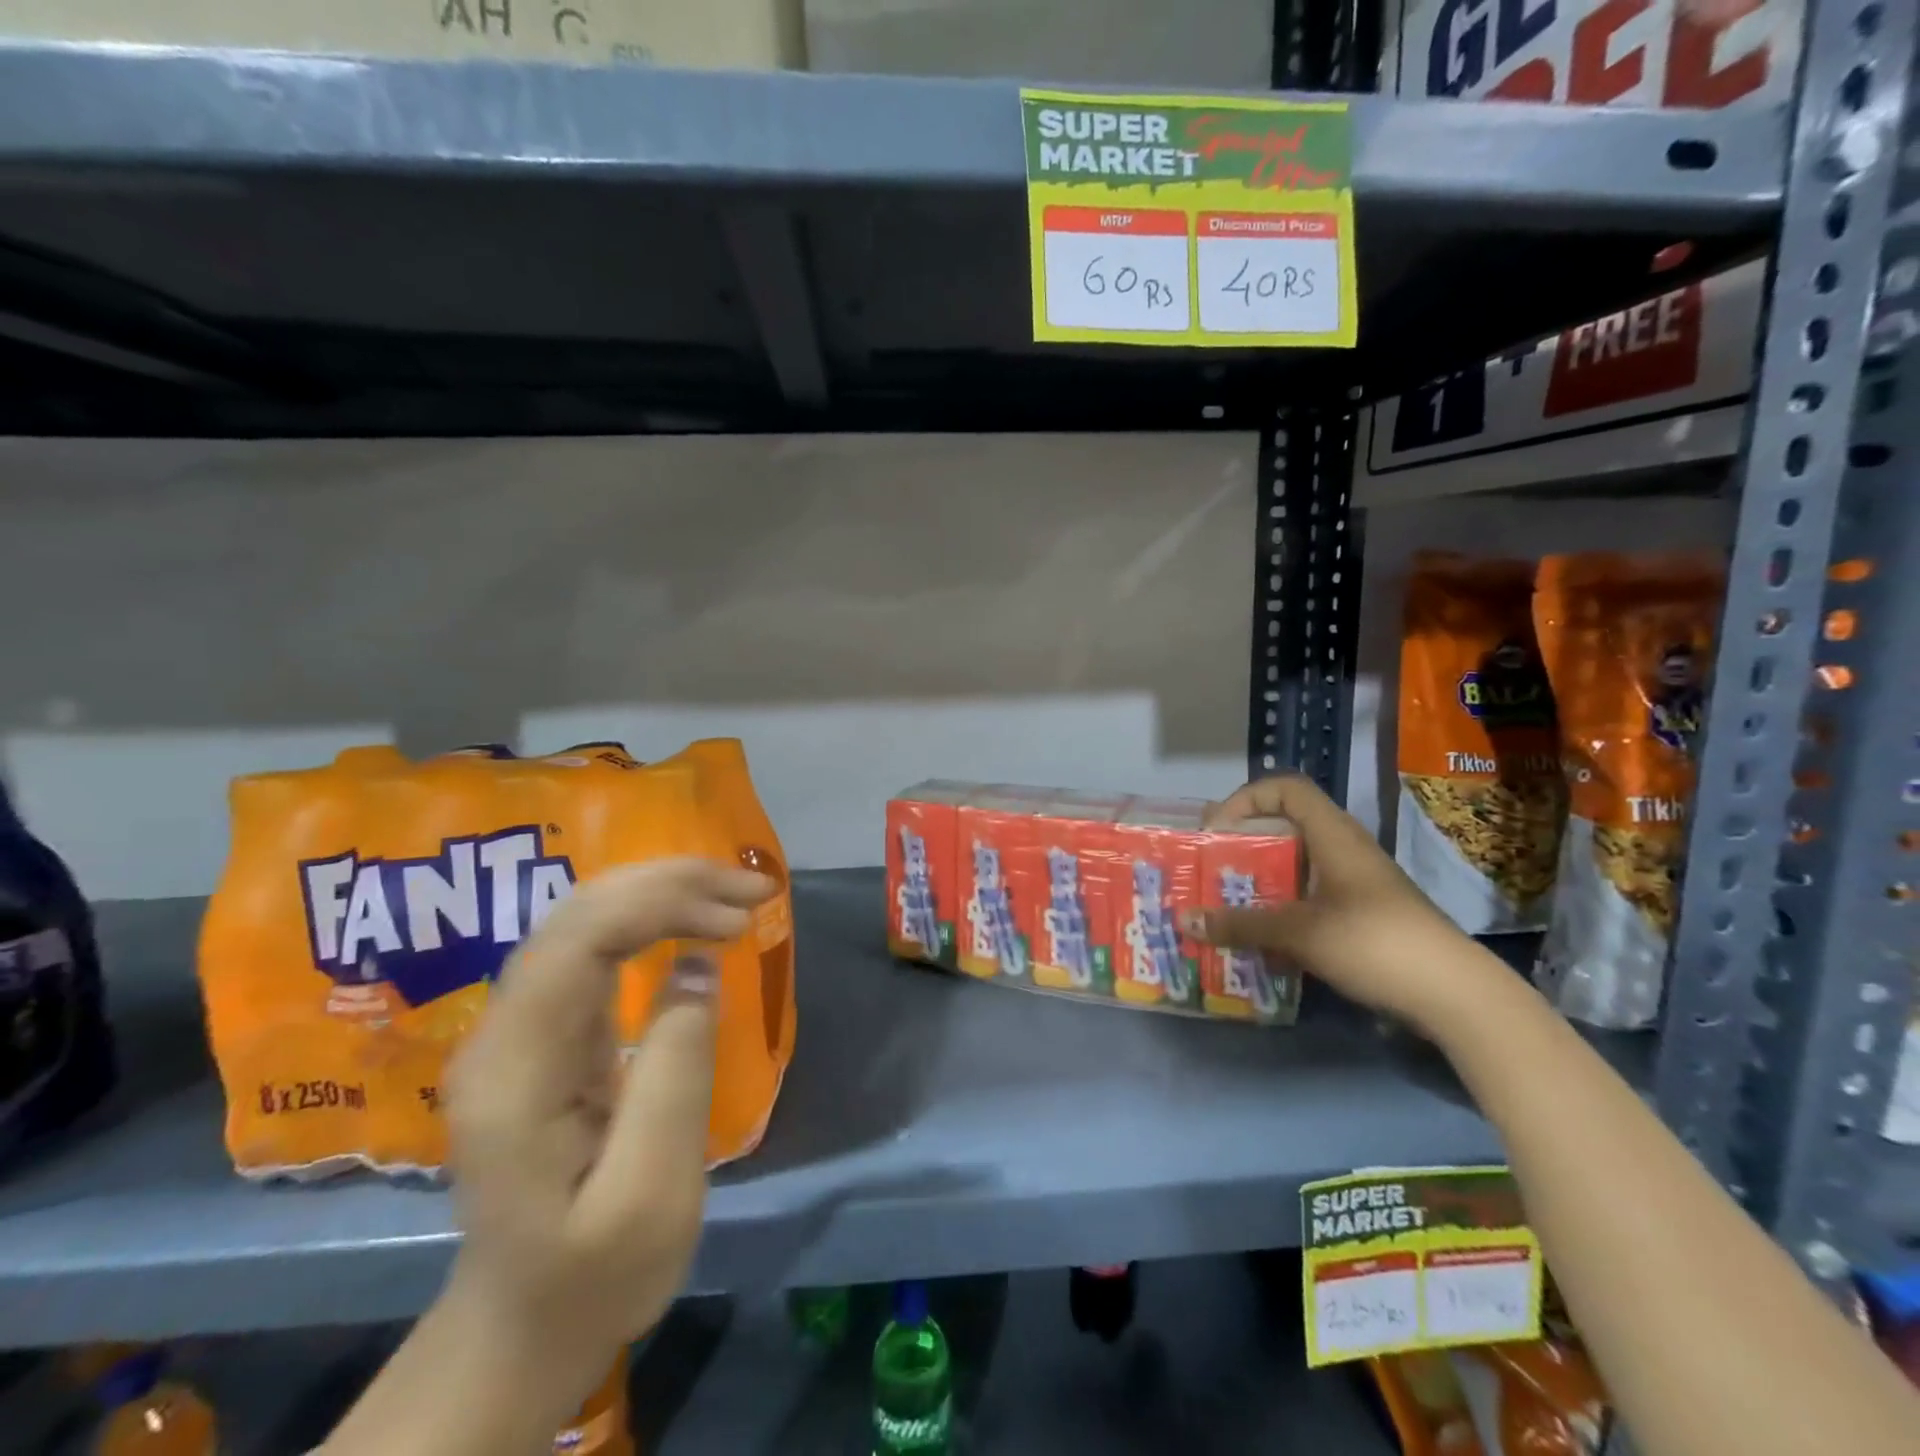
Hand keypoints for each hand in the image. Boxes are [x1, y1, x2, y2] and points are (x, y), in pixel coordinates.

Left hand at [442, 856, 773, 1379]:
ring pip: (586, 921)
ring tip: (736, 897)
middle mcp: (503, 1032)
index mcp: (515, 1069)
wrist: (526, 1325)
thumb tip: (698, 966)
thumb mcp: (650, 1195)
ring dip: (663, 893)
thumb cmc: (594, 1274)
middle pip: (579, 914)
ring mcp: (519, 1029)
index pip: (578, 939)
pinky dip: (652, 920)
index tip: (740, 913)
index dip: (661, 903)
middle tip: (753, 890)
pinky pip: (594, 948)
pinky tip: (694, 920)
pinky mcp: (545, 1033)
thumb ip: (674, 1074)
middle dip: (670, 884)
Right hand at [1189, 775, 1494, 1033]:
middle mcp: (1344, 849)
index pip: (1285, 788)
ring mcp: (1356, 883)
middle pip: (1285, 826)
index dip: (1246, 799)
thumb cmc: (1374, 943)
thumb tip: (1184, 921)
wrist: (1455, 995)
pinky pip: (1309, 895)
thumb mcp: (1299, 932)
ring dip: (1260, 878)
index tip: (1216, 831)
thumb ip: (1240, 924)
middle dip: (1243, 843)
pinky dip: (1280, 905)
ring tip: (1226, 902)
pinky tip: (1261, 935)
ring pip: (1297, 864)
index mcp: (1333, 835)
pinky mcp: (1363, 914)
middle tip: (1211, 867)